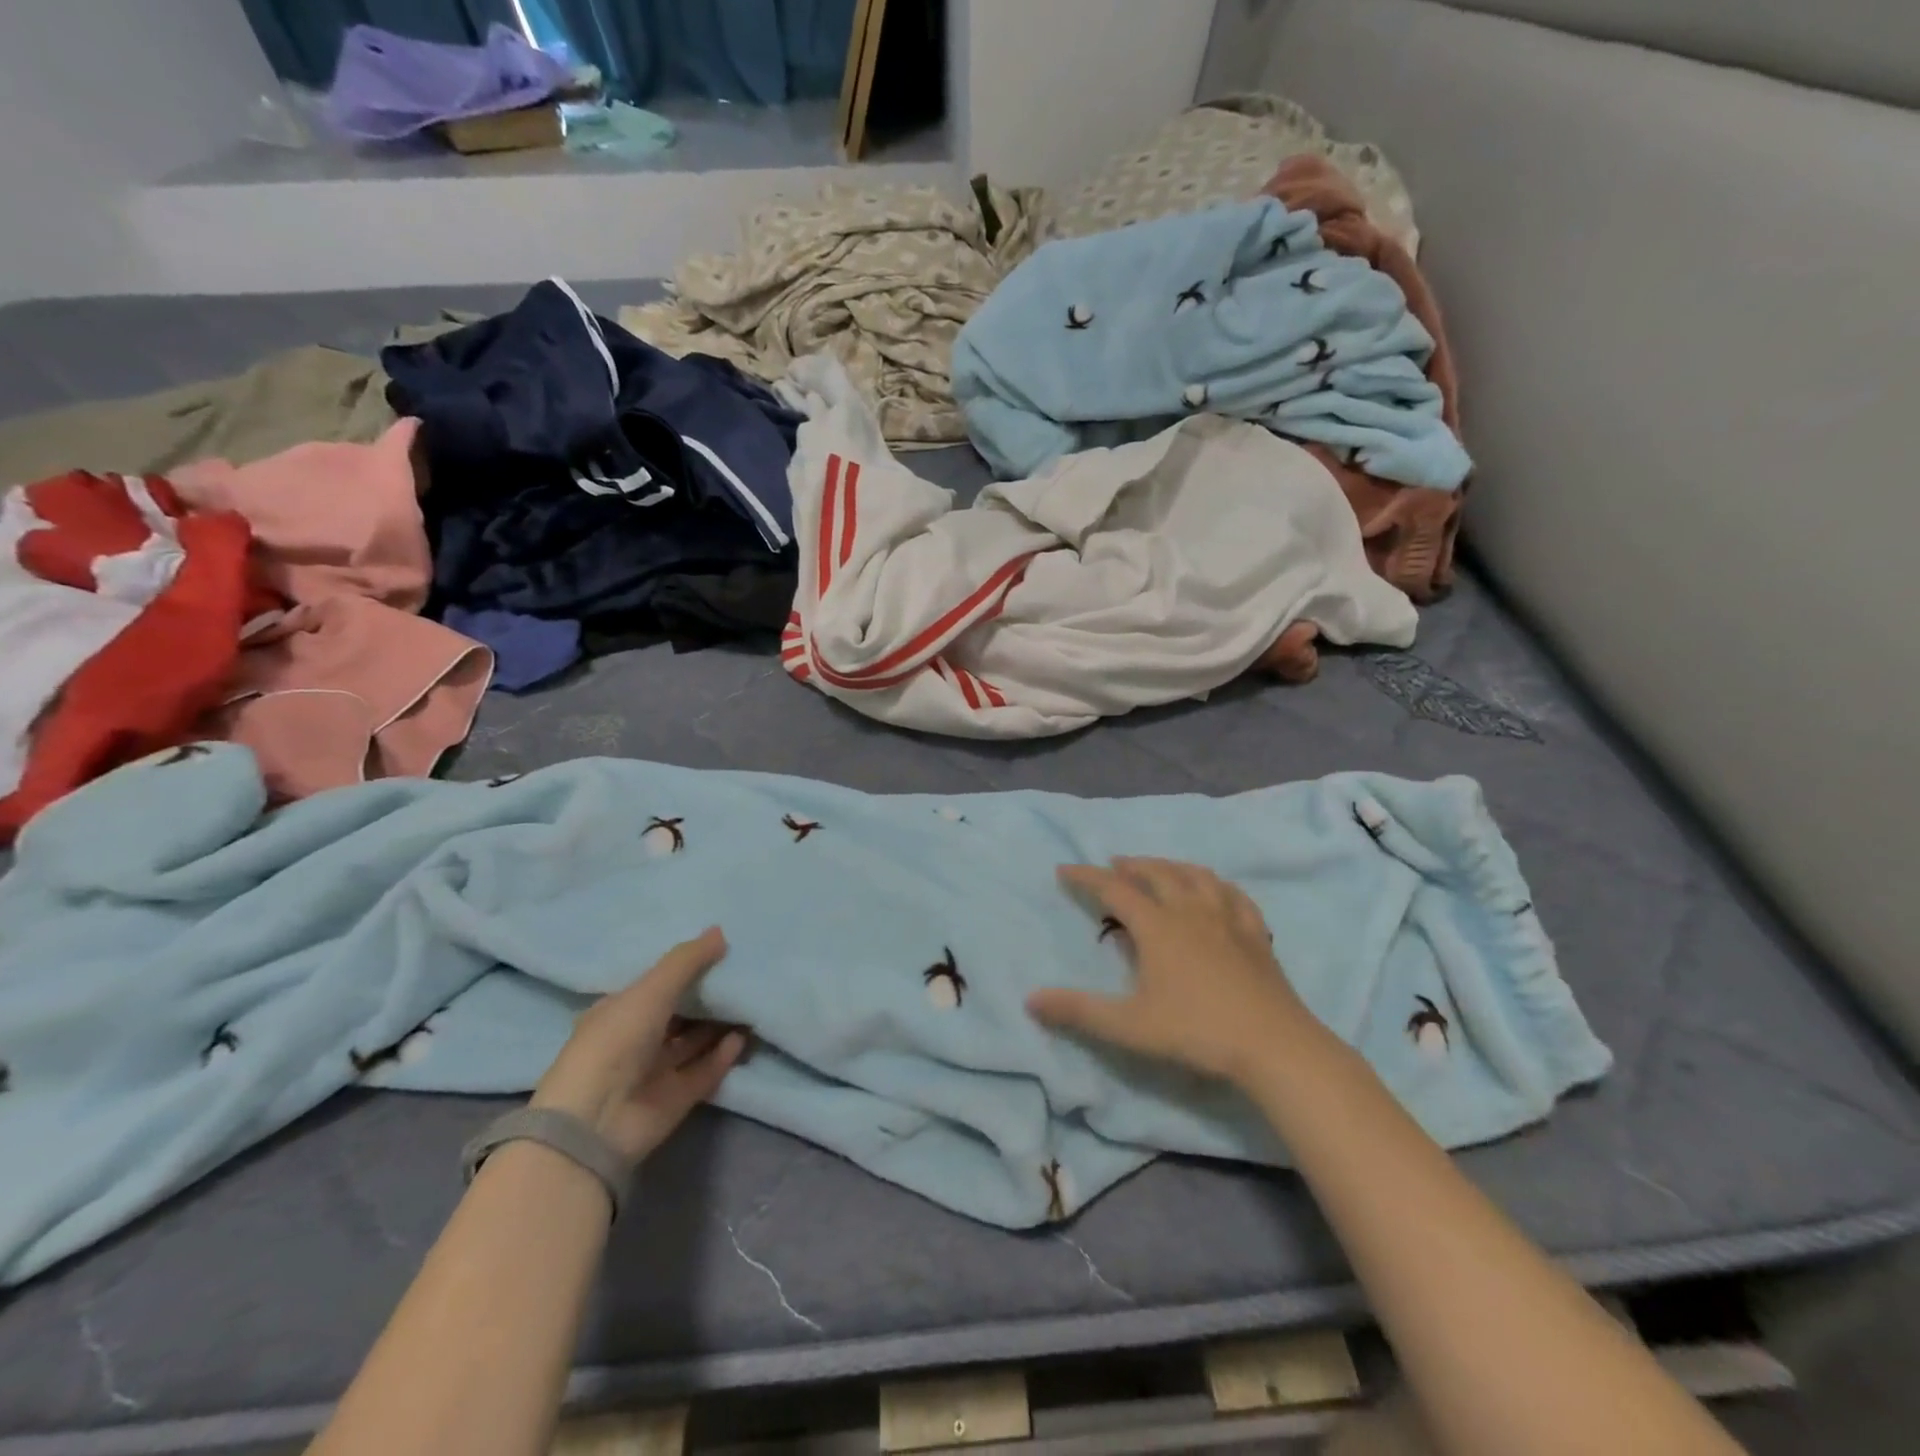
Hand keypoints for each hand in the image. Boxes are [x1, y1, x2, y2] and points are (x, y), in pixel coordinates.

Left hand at [531, 927, 745, 1164]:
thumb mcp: (651, 990)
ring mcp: (656, 1071)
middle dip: (709, 996)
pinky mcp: (677, 1097)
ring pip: (695, 1041)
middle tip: (745, 973)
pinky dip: (724, 1054)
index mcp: (619, 1012)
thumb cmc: (615, 1041)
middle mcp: (637, 1040)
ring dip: (721, 1025)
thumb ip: (687, 961)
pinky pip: (705, 1070)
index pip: (656, 986)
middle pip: (680, 1013)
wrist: (596, 1121)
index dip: (685, 970)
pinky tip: (744, 1037)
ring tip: (753, 1002)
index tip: (721, 952)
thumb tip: (721, 931)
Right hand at [1028, 858, 1314, 1084]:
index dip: (1086, 877)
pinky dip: (1216, 884)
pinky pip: (1234, 895)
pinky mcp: (1256, 933)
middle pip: (1157, 872)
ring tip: (1160, 869)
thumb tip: (1030, 1000)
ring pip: (1196, 875)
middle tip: (1114, 864)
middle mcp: (1191, 910)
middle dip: (1131, 865)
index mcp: (1158, 926)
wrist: (1274, 1045)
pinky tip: (1216, 891)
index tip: (1064, 869)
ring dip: (1171, 866)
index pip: (1114, 889)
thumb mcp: (1129, 1026)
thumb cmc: (1197, 1031)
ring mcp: (1227, 918)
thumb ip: (1078, 1012)